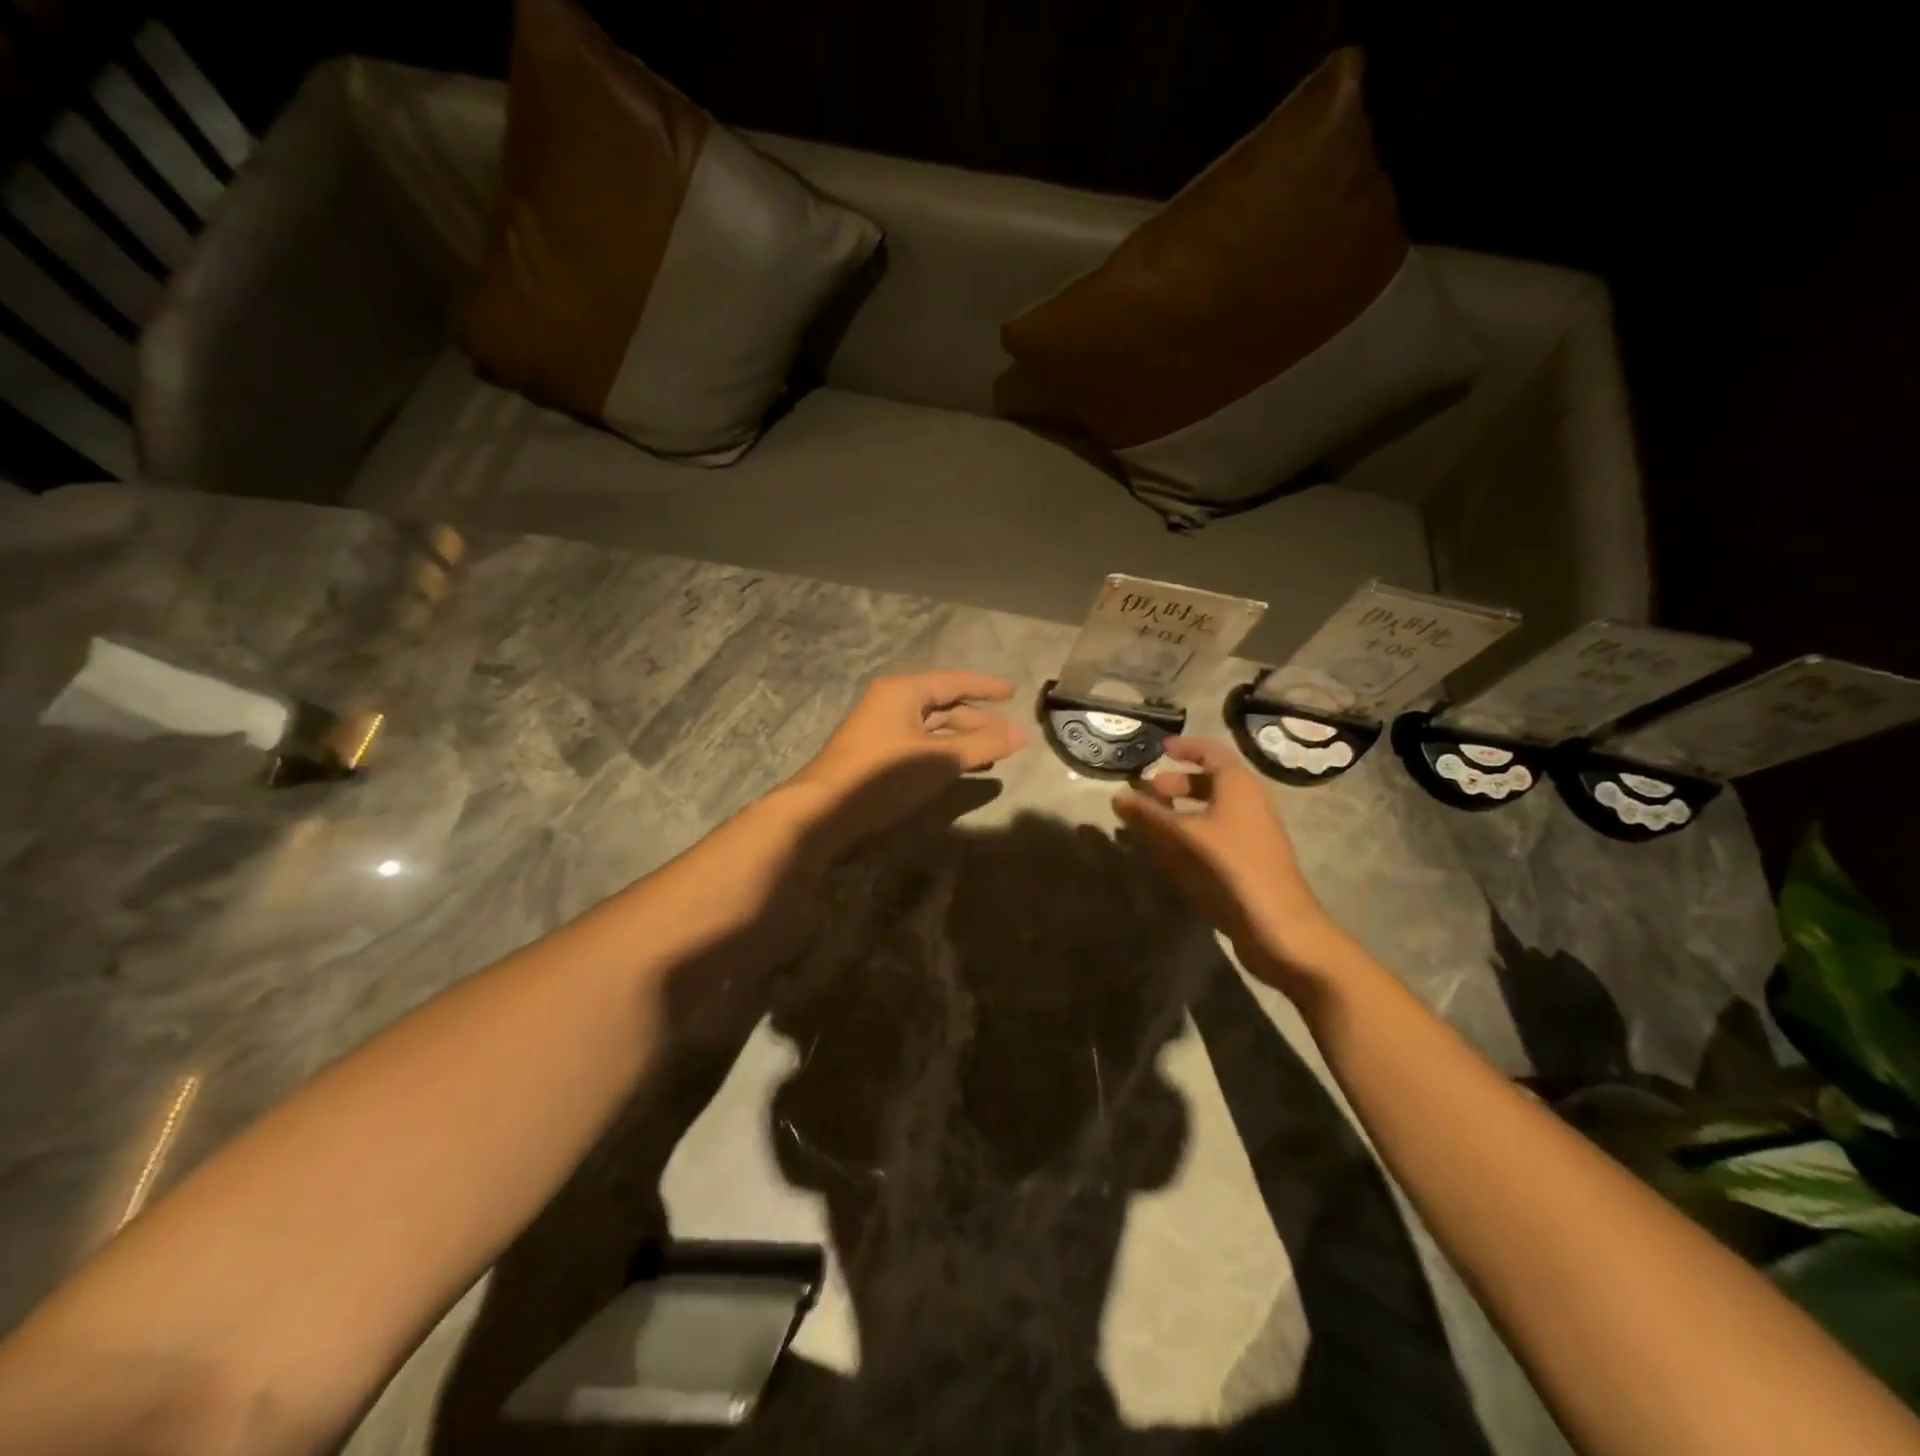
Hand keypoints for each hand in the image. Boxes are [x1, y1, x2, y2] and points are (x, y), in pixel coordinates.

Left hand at [787, 671, 1026, 849]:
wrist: (824, 810)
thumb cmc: (884, 775)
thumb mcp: (939, 759)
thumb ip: (982, 745)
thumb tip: (1022, 735)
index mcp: (904, 691)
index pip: (954, 681)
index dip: (986, 687)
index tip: (1014, 692)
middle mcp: (892, 703)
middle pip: (944, 705)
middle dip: (979, 719)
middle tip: (1010, 734)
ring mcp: (882, 729)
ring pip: (933, 728)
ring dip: (964, 739)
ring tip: (994, 753)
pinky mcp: (878, 755)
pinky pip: (922, 745)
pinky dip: (945, 752)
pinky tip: (964, 767)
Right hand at [1114, 736, 1352, 993]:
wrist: (1279, 926)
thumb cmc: (1232, 867)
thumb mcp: (1185, 836)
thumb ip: (1150, 815)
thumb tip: (1117, 796)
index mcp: (1239, 786)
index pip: (1212, 752)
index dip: (1186, 748)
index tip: (1159, 749)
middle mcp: (1248, 803)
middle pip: (1211, 781)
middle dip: (1178, 782)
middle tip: (1148, 790)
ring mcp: (1249, 834)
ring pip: (1211, 810)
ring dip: (1181, 810)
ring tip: (1150, 821)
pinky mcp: (1246, 861)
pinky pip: (1213, 835)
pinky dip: (1189, 833)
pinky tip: (1167, 851)